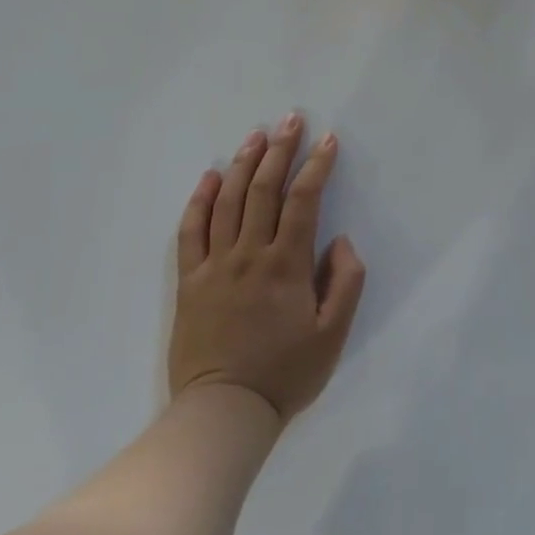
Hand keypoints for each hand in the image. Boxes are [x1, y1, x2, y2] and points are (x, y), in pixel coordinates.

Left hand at [169, 114, 366, 421]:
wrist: (223, 414)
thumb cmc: (285, 374)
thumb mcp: (333, 334)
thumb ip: (345, 282)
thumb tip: (340, 240)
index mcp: (286, 264)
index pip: (303, 200)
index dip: (317, 166)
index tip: (328, 140)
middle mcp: (249, 254)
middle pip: (263, 189)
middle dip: (280, 149)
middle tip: (291, 119)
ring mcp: (215, 266)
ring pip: (227, 201)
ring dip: (243, 163)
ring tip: (257, 135)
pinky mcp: (190, 282)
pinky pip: (190, 232)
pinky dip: (199, 201)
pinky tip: (209, 177)